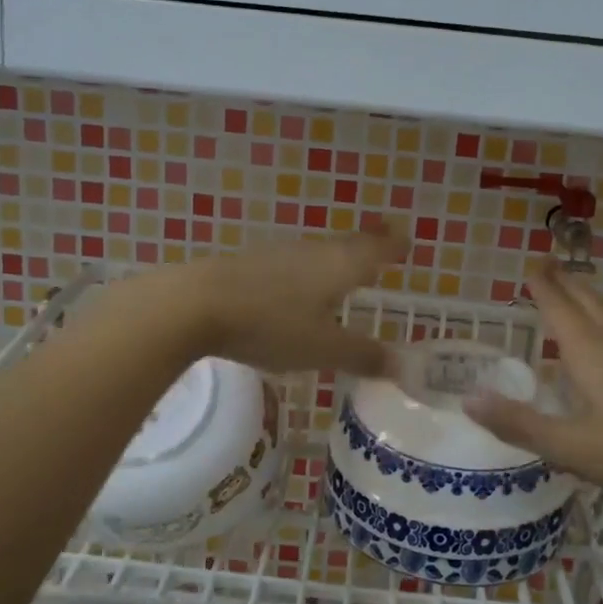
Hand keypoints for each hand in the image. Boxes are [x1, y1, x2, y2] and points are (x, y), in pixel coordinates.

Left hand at [139, 229, 409, 375]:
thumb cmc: (271, 325)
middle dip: (366, 248)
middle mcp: (311, 252)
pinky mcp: (246, 265)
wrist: (194, 305)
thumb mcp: (323, 349)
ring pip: (316, 254)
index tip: (407, 238)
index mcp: (338, 266)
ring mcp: (276, 255)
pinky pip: (288, 265)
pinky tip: (292, 289)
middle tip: (381, 249)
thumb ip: (362, 355)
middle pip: (346, 246)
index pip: (375, 249)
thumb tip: (402, 365)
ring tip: (342, 271)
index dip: (393, 245)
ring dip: (333, 260)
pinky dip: (302, 274)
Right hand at [466, 260, 602, 506]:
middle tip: (550, 264)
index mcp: (590, 352)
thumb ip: (520, 424)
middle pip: (587, 303)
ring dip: (587, 302)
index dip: (542, 286)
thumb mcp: (571, 445)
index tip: (531, 262)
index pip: (558, 308)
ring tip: (574, 296)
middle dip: (566, 283)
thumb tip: (469, 400)